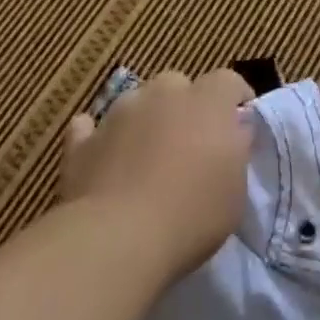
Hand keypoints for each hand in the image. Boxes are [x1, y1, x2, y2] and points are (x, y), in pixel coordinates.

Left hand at [61, 68, 253, 282]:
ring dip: (144, 119)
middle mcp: (163, 94)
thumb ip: (236, 150)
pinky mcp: (82, 142)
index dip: (234, 99)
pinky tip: (102, 157)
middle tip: (190, 143)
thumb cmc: (192, 213)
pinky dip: (98, 137)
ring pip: (136, 102)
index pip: (228, 81)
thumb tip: (235, 131)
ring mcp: (119, 113)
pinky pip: (90, 128)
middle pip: (178, 84)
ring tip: (147, 156)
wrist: (118, 238)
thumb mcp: (237, 188)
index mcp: (208, 100)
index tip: (238, 125)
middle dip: (185, 106)